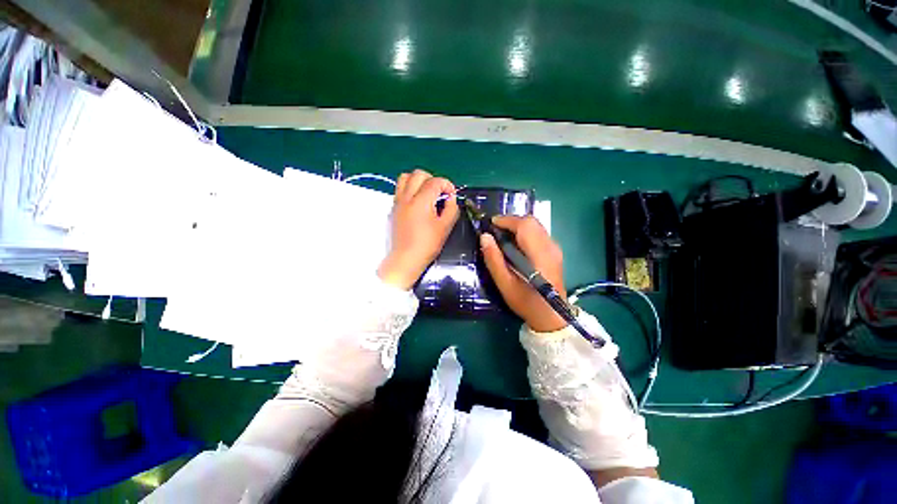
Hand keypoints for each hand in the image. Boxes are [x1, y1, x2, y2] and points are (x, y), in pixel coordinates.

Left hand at [378, 170, 459, 289]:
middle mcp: (407, 197)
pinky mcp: (393, 209)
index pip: (435, 181)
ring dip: (418, 181)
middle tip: (439, 193)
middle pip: (418, 174)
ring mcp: (398, 202)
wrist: (406, 258)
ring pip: (405, 178)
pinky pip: (400, 189)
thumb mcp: (445, 227)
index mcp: (421, 201)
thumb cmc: (427, 245)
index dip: (447, 185)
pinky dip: (410, 189)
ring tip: (426, 193)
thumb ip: (451, 209)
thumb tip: (450, 198)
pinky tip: (417, 203)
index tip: (451, 195)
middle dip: (432, 179)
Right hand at [480, 215, 567, 331]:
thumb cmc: (526, 301)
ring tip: (502, 237)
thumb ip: (494, 259)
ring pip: (535, 225)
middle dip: (511, 221)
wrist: (551, 315)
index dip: (506, 220)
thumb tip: (484, 236)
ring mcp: (555, 248)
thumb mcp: (505, 283)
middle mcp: (550, 246)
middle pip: (531, 221)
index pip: (525, 225)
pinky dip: (524, 232)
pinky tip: (515, 244)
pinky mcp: (554, 251)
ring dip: (517, 226)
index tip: (490, 224)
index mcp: (539, 254)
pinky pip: (538, 233)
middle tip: (495, 231)